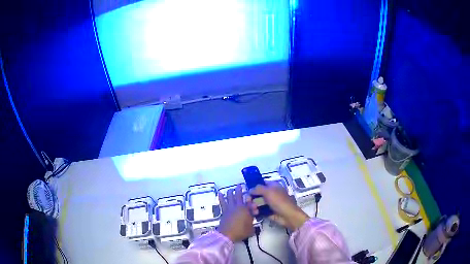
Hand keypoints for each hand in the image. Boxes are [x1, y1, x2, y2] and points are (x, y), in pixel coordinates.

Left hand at [218, 185, 253, 241]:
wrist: (227, 234)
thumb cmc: (241, 231)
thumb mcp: (251, 228)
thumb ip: (252, 222)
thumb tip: (252, 220)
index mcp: (246, 210)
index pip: (250, 203)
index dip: (251, 202)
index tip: (252, 202)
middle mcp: (238, 207)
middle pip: (239, 196)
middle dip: (239, 190)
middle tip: (239, 186)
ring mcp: (229, 208)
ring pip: (230, 197)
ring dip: (230, 192)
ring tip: (230, 189)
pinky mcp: (224, 211)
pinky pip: (222, 202)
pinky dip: (221, 197)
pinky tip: (220, 193)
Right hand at [248, 182, 308, 230]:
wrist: (287, 215)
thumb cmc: (279, 201)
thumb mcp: (268, 192)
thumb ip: (258, 188)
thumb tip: (250, 190)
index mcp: (273, 186)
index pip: (262, 183)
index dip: (254, 186)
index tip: (247, 190)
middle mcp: (271, 193)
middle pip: (258, 193)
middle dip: (252, 197)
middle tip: (248, 201)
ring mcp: (269, 203)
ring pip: (257, 202)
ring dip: (253, 205)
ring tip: (253, 208)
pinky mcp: (268, 211)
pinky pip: (259, 210)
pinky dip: (256, 211)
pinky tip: (255, 213)